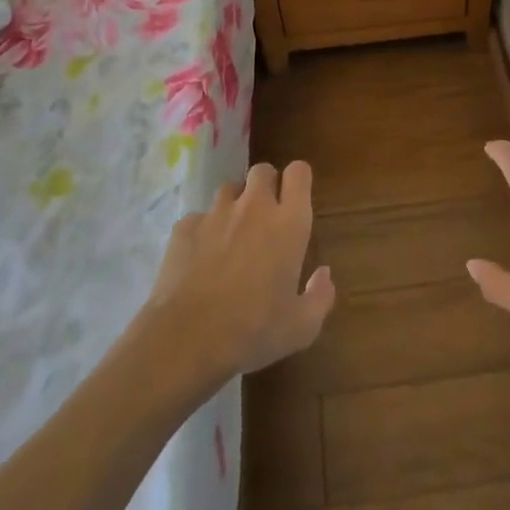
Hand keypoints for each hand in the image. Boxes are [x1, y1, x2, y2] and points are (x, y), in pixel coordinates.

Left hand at [141, 161, 335, 381]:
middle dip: (267, 186)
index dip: (298, 180)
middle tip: (266, 218)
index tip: (296, 200)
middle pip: (263, 170)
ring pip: (230, 189)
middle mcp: (254, 207)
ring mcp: (216, 213)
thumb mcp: (301, 327)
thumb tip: (324, 274)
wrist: (185, 339)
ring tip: (232, 236)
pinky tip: (200, 259)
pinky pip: (199, 217)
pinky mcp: (185, 226)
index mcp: (289, 223)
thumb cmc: (253, 331)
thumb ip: (320, 296)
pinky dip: (204, 231)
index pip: (299, 172)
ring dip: (235, 204)